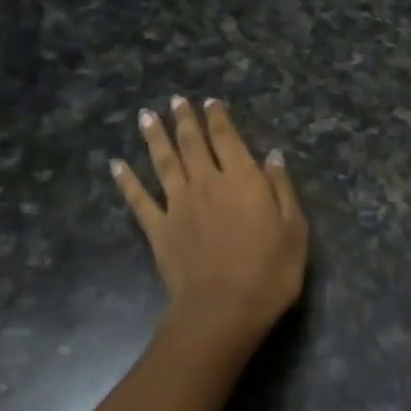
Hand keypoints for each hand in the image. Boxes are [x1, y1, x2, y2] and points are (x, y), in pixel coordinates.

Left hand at [112, 95, 308, 352]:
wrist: (223, 309)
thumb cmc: (270, 270)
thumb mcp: (294, 228)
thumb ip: (281, 188)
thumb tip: (273, 156)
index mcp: (242, 178)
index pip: (227, 138)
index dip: (218, 117)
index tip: (211, 101)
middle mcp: (207, 182)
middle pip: (192, 143)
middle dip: (185, 119)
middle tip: (177, 100)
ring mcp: (178, 204)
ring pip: (164, 162)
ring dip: (155, 137)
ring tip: (146, 115)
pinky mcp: (159, 229)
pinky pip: (139, 200)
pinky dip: (126, 181)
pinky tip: (116, 165)